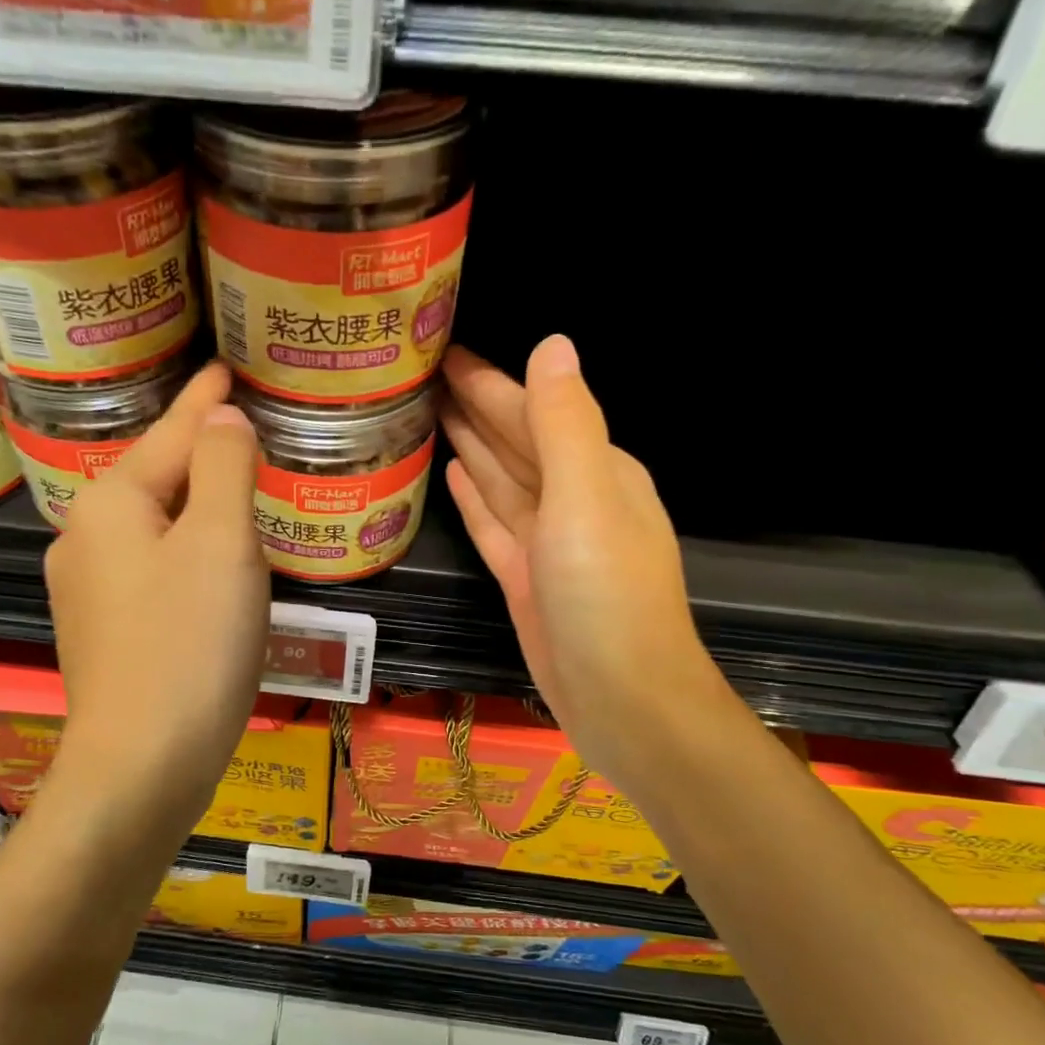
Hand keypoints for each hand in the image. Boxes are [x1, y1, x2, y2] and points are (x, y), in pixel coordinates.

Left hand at [44, 362, 269, 838]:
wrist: (142, 765)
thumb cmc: (189, 644)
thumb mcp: (221, 543)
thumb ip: (225, 467)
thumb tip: (221, 418)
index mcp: (110, 502)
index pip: (171, 432)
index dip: (204, 399)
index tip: (225, 367)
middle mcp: (84, 537)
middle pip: (157, 479)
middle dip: (200, 454)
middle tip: (246, 431)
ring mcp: (86, 590)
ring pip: (154, 528)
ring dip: (196, 509)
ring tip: (238, 493)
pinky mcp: (102, 632)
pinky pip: (152, 570)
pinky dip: (186, 556)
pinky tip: (210, 569)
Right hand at [441, 337, 720, 783]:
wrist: (622, 700)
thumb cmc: (606, 596)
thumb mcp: (588, 498)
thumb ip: (565, 424)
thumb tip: (552, 344)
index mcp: (597, 471)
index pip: (535, 410)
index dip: (490, 380)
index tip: (444, 351)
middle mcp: (574, 499)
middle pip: (515, 441)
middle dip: (475, 406)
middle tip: (422, 374)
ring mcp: (548, 543)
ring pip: (502, 480)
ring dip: (471, 445)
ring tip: (429, 413)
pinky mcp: (525, 579)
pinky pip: (494, 524)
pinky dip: (476, 498)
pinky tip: (453, 473)